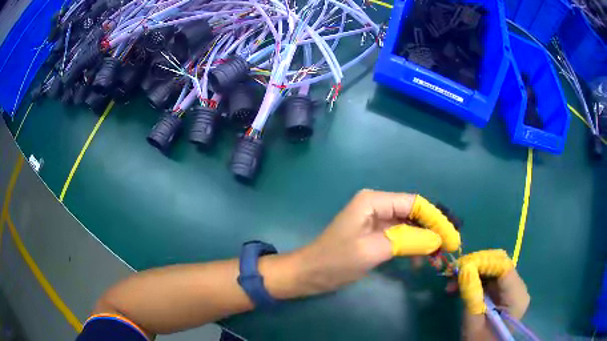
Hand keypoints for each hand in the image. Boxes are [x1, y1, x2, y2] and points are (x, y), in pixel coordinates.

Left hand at [293, 189, 460, 294]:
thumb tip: (437, 239)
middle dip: (433, 229)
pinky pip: (400, 237)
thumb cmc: (335, 261)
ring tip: (439, 258)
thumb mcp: (372, 250)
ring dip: (425, 240)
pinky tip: (421, 261)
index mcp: (374, 201)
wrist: (308, 274)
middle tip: (450, 247)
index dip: (435, 218)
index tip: (452, 235)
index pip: (414, 203)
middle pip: (414, 213)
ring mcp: (376, 221)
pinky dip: (412, 247)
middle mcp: (377, 205)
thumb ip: (406, 242)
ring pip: (409, 226)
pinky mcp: (375, 235)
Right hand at [458, 250, 529, 339]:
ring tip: (452, 281)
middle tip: (453, 271)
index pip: (503, 267)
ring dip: (473, 271)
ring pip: (494, 268)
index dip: (483, 261)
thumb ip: (471, 296)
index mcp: (516, 297)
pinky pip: (491, 277)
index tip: (460, 265)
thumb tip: (463, 269)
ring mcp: (512, 288)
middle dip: (476, 264)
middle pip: (500, 264)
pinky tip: (459, 285)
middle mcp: (519, 287)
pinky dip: (475, 278)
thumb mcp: (473, 323)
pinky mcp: (504, 291)